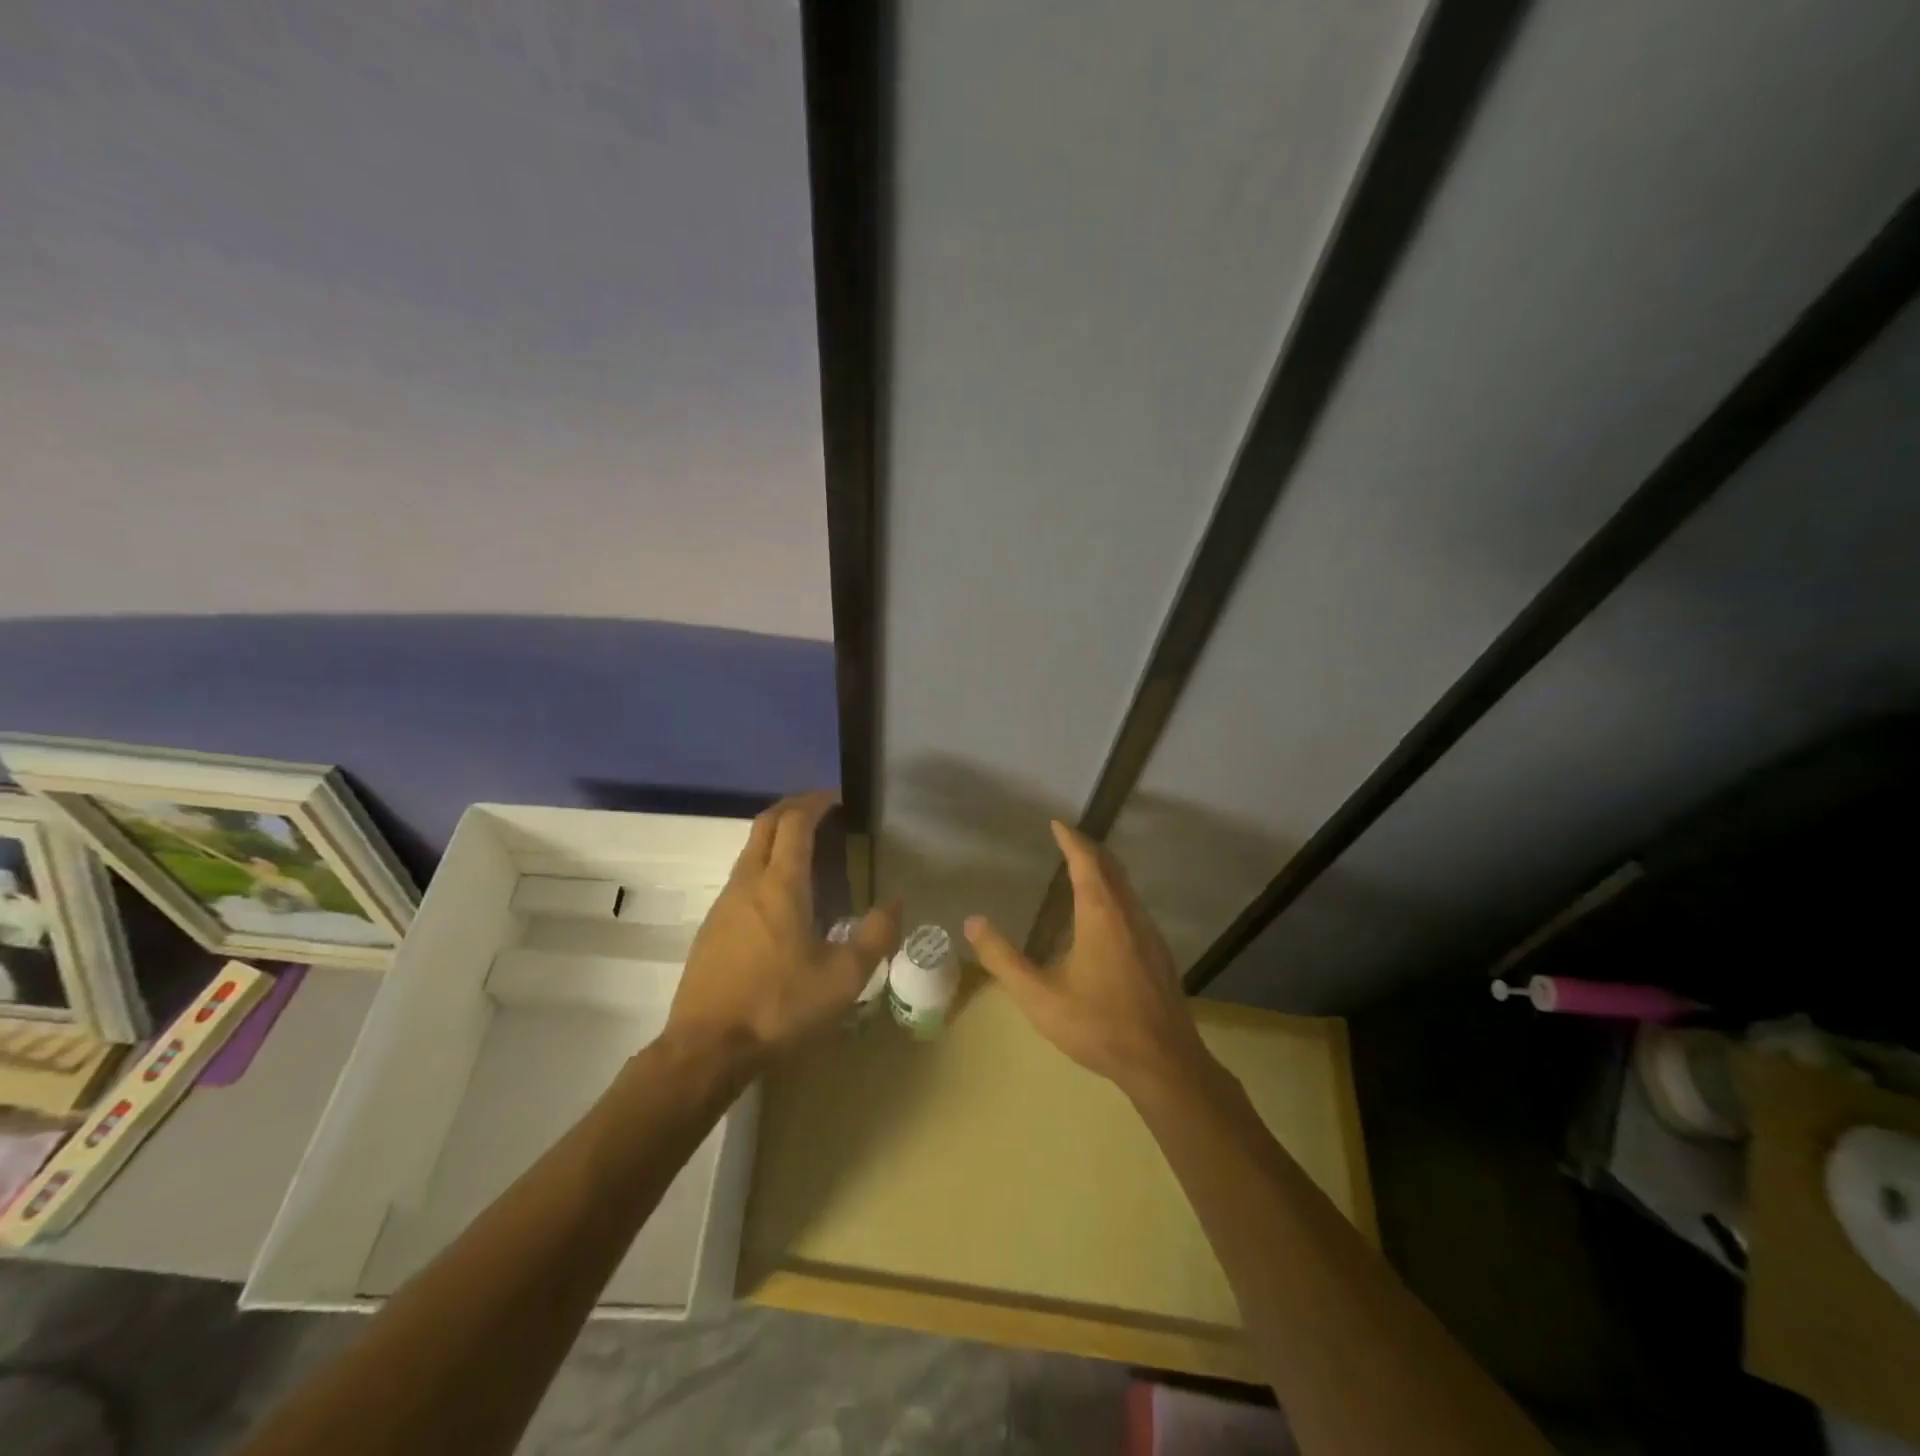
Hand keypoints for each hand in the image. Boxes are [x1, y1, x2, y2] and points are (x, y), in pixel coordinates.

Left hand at [667, 792, 900, 1063]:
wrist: (707, 1048)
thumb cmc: (779, 1006)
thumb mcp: (843, 978)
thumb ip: (876, 936)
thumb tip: (896, 903)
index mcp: (781, 885)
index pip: (795, 822)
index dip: (815, 802)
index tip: (836, 797)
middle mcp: (747, 883)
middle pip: (765, 825)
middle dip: (792, 808)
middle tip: (820, 810)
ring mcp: (724, 904)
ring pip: (749, 851)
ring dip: (776, 838)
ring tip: (807, 853)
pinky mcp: (711, 928)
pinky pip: (740, 879)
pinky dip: (763, 867)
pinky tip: (781, 900)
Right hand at [964, 820, 1212, 1100]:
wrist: (1163, 1062)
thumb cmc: (1098, 1024)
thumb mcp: (1038, 995)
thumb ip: (1003, 958)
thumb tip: (973, 921)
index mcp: (1101, 914)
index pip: (1086, 861)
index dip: (1070, 839)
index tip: (1056, 823)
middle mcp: (1129, 913)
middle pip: (1111, 867)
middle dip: (1089, 849)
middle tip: (1067, 840)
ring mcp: (1149, 933)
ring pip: (1126, 887)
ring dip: (1104, 871)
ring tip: (1082, 872)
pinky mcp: (1159, 953)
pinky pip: (1134, 906)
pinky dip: (1115, 893)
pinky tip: (1104, 917)